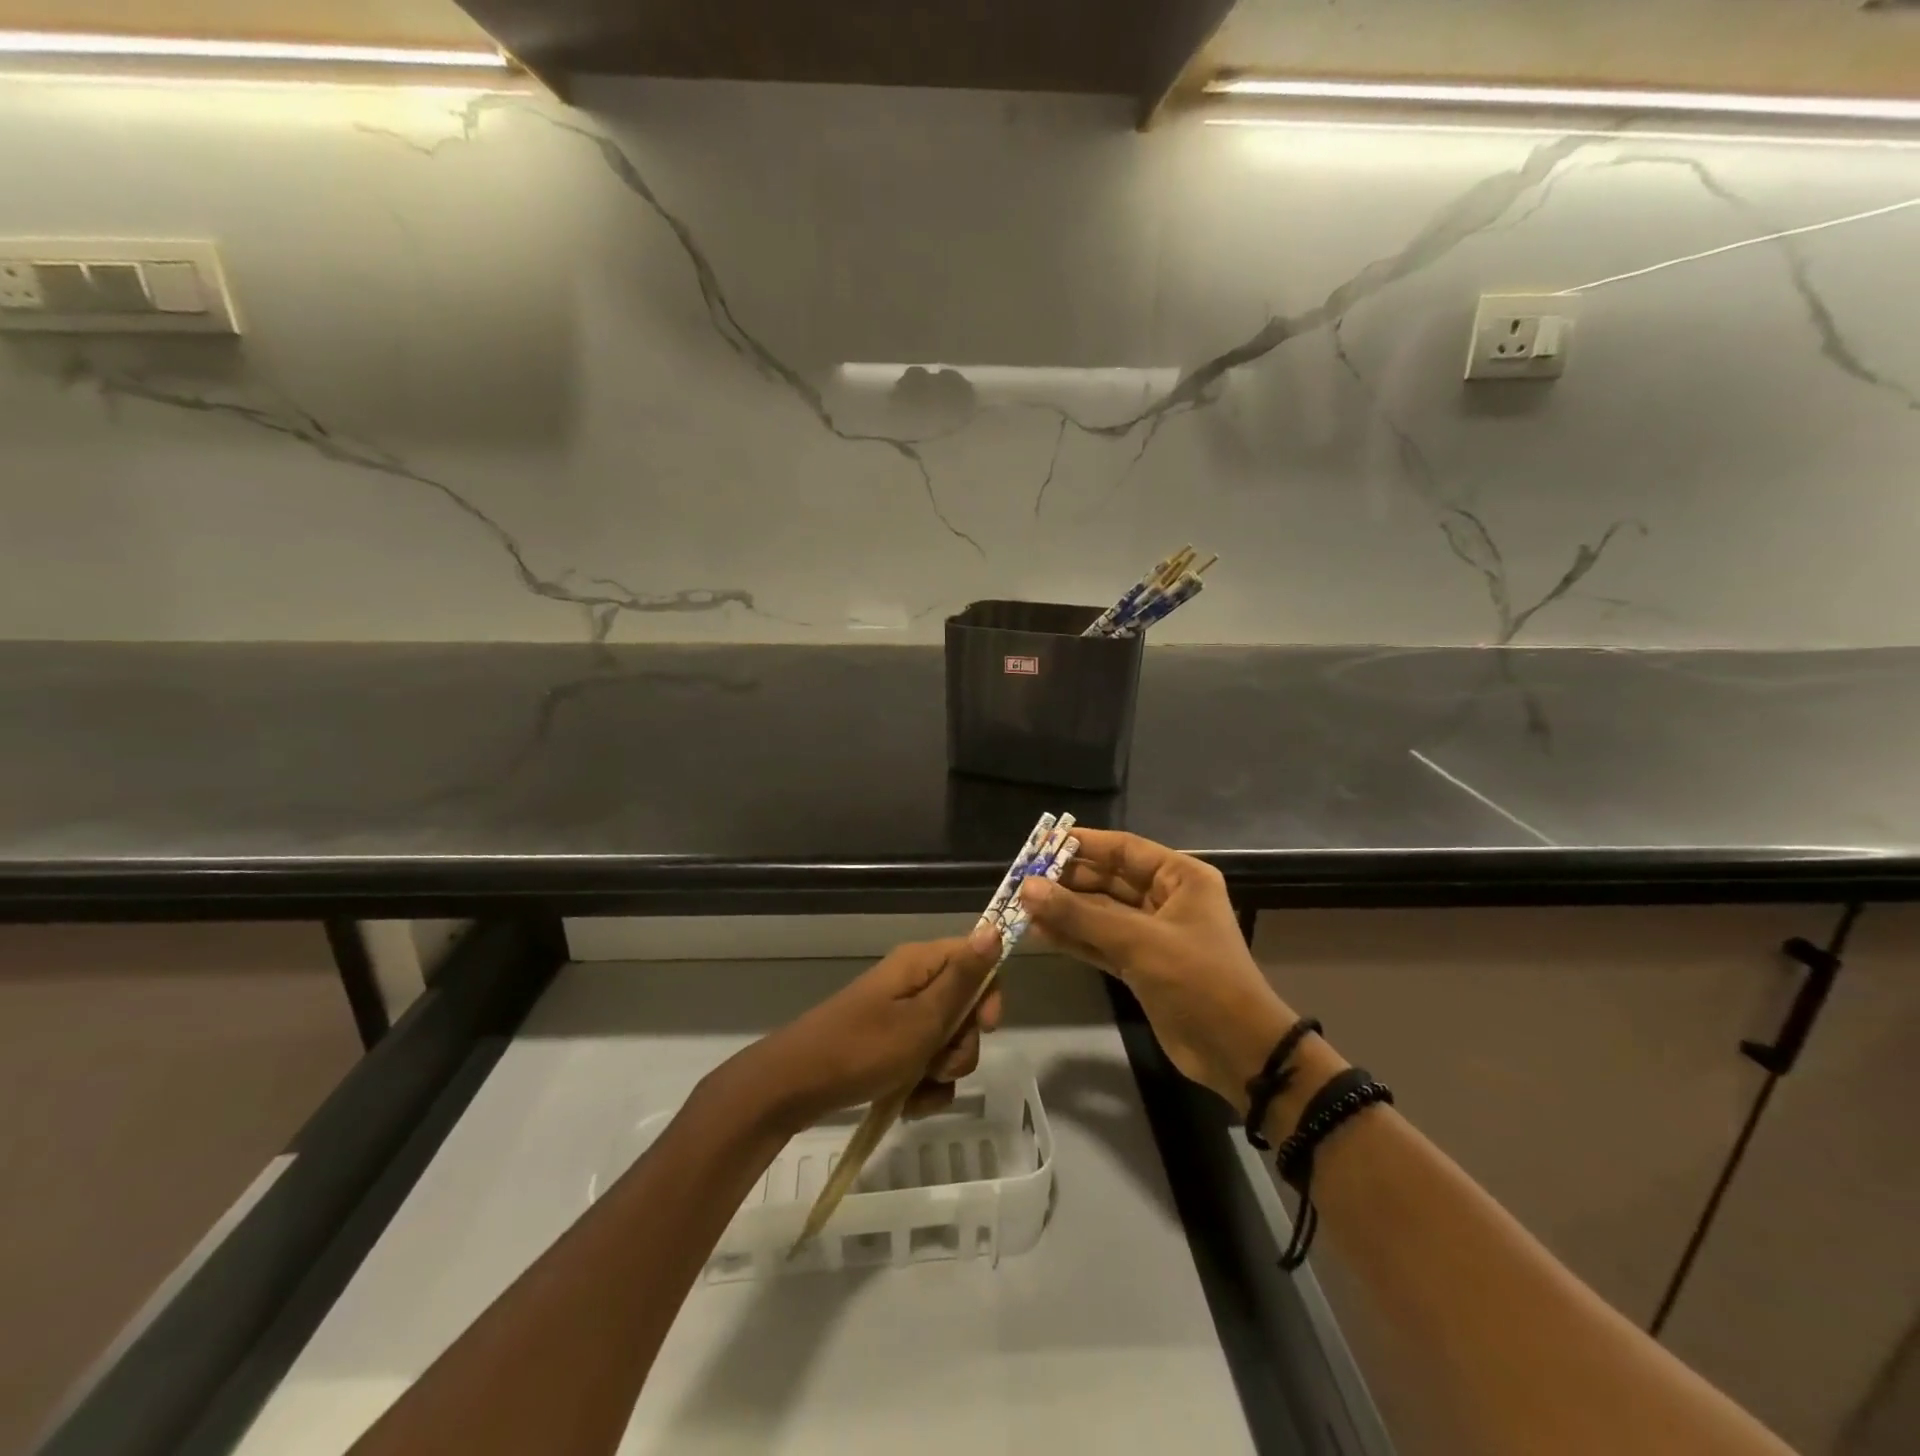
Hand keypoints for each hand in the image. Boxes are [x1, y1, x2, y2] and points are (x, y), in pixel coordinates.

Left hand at [743, 924, 1004, 1132]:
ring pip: (947, 1042)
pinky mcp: (888, 1047)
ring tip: (915, 1089)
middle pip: (965, 1007)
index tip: (984, 1027)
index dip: (988, 992)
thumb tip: (995, 929)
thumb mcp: (922, 1018)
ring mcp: (899, 1017)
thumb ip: (962, 979)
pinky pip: (924, 1064)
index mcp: (921, 964)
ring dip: (942, 1072)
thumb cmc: (862, 1048)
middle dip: (961, 1044)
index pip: (976, 958)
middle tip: (937, 1062)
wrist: (793, 1086)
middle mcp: (913, 983)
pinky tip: (906, 1104)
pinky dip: (922, 1087)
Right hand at [1019, 829, 1324, 1114]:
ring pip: (1100, 913)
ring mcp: (1152, 934)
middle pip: (1108, 880)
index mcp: (1180, 878)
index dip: (1083, 844)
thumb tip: (1027, 888)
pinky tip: (1040, 932)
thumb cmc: (1198, 980)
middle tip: (1022, 880)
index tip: (1041, 844)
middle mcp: (1166, 899)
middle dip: (1067, 880)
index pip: (1124, 849)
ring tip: (1021, 905)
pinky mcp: (1141, 965)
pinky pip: (1100, 942)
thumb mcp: (1139, 942)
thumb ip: (1081, 915)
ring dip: (1065, 911)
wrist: (1237, 1052)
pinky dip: (1074, 938)